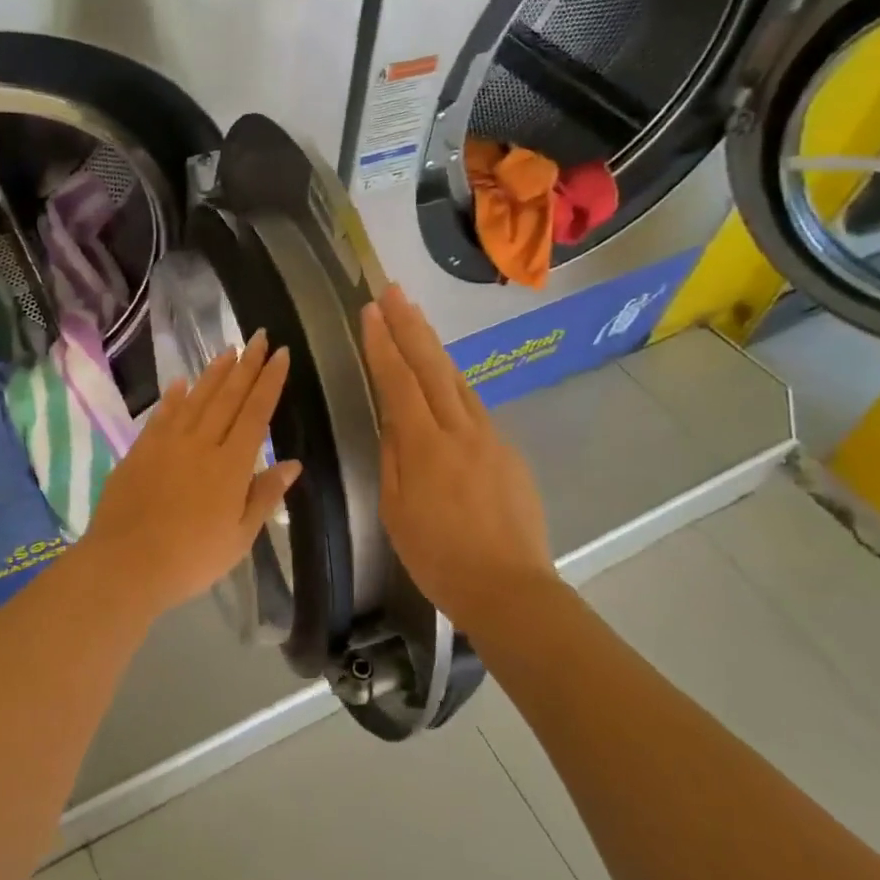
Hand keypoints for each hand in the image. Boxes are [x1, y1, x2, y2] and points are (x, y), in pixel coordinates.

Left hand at [77, 331, 302, 618]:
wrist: (126, 564)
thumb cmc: (192, 558)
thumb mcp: (240, 537)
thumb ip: (265, 495)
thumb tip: (293, 463)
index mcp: (231, 465)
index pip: (256, 412)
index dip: (269, 381)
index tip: (280, 353)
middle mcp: (201, 444)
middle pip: (228, 396)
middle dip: (246, 365)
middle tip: (258, 336)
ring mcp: (167, 443)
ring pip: (196, 398)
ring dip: (214, 373)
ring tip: (229, 350)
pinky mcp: (140, 450)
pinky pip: (162, 415)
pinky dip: (173, 397)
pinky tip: (180, 383)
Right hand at [360, 286, 552, 625]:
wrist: (509, 588)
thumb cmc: (439, 558)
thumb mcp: (397, 511)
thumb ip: (395, 458)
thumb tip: (393, 419)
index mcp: (426, 447)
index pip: (399, 382)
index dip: (383, 344)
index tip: (370, 310)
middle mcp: (461, 431)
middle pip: (433, 367)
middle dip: (410, 326)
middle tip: (393, 292)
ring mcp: (491, 438)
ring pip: (458, 381)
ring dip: (434, 348)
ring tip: (416, 321)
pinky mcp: (509, 452)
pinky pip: (475, 409)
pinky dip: (455, 385)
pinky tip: (445, 381)